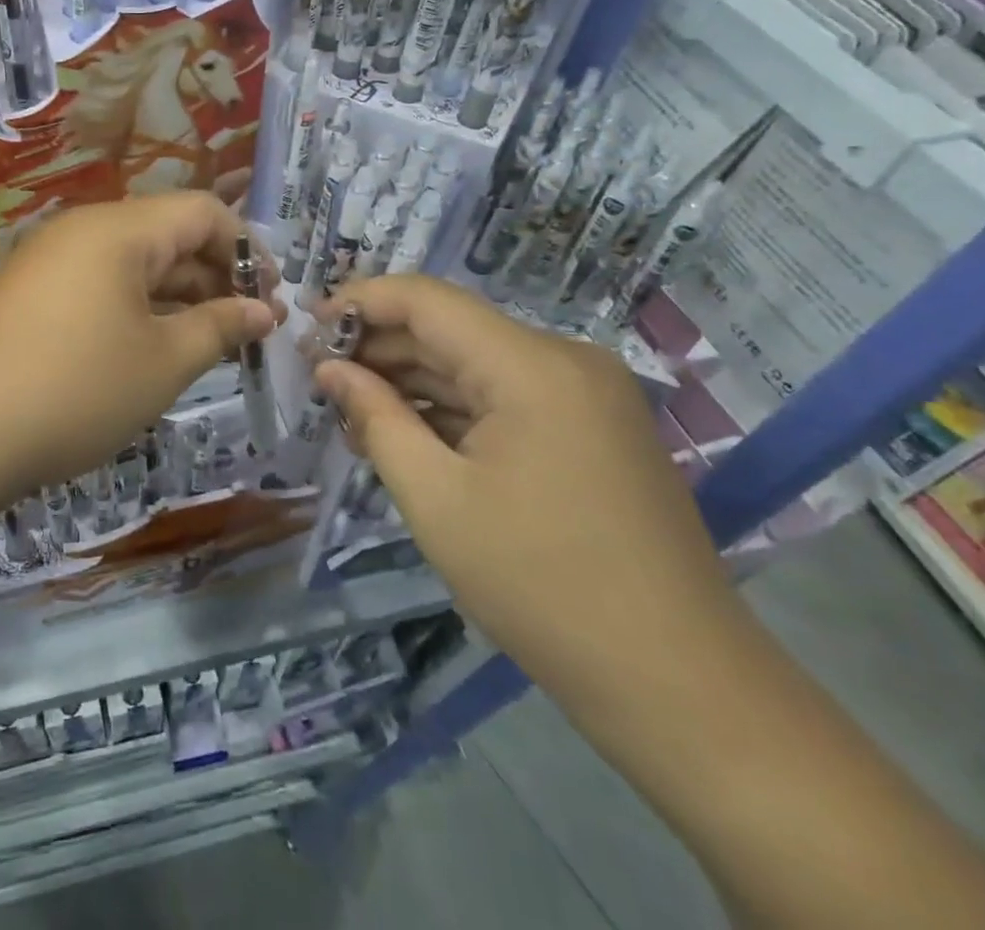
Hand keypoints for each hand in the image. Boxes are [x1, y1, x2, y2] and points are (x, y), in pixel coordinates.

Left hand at [0, 194, 279, 502]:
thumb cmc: (73, 391)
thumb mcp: (162, 363)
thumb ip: (220, 326)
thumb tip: (263, 310)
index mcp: (119, 229)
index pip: (204, 211)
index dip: (248, 251)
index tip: (271, 302)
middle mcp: (82, 231)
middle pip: (167, 235)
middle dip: (215, 278)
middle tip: (246, 332)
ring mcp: (48, 262)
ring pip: (132, 266)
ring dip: (176, 298)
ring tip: (207, 346)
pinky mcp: (26, 296)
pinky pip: (97, 288)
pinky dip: (134, 311)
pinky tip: (148, 353)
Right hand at [311, 275, 748, 714]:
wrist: (678, 684)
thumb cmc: (540, 585)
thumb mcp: (436, 499)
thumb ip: (376, 418)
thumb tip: (329, 369)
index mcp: (531, 365)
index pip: (427, 300)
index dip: (361, 302)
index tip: (306, 327)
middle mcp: (565, 361)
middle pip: (452, 330)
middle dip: (380, 348)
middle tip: (318, 379)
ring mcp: (585, 395)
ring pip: (476, 364)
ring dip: (413, 382)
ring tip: (350, 413)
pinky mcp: (592, 429)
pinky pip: (506, 397)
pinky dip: (453, 409)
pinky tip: (407, 435)